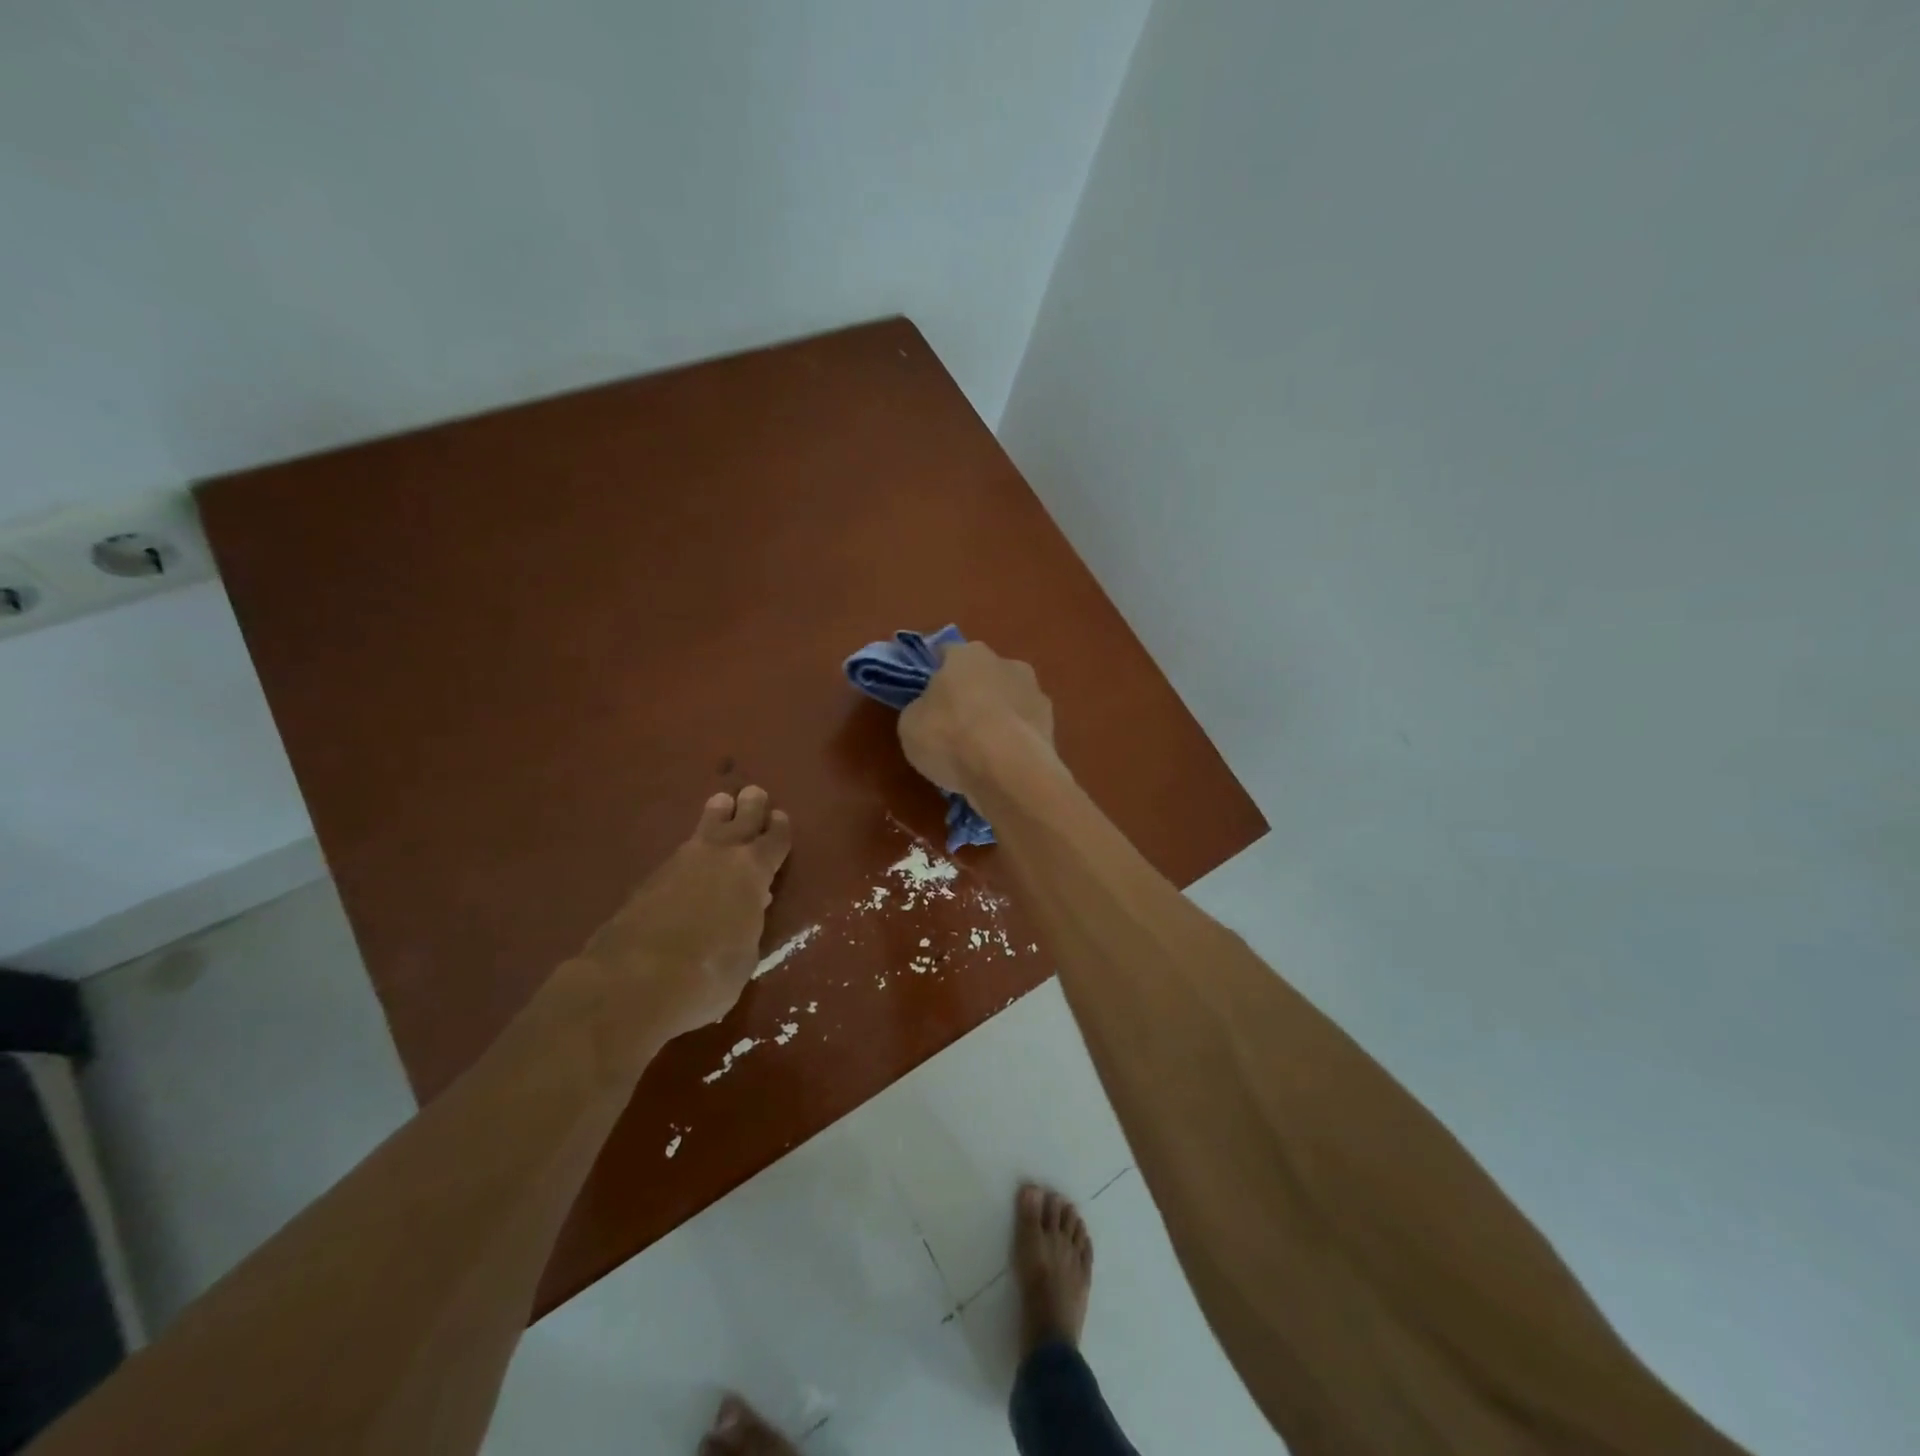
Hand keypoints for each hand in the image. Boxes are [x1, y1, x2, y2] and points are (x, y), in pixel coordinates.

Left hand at [580, 786, 791, 1039]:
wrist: (635, 980)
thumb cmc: (709, 973)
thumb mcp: (745, 954)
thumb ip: (749, 922)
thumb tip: (749, 905)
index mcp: (753, 871)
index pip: (774, 841)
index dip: (779, 829)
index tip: (780, 817)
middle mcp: (720, 856)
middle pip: (740, 820)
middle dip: (750, 807)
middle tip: (753, 793)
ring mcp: (680, 863)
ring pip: (704, 828)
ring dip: (716, 816)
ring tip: (720, 803)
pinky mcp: (649, 879)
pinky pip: (680, 854)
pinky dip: (691, 851)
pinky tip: (690, 858)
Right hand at [898, 641, 1056, 797]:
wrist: (1008, 771)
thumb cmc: (950, 737)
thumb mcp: (911, 724)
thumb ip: (920, 709)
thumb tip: (929, 709)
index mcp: (967, 654)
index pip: (946, 653)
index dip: (935, 672)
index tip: (928, 694)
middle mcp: (1006, 663)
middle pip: (983, 675)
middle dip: (972, 694)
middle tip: (956, 724)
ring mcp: (1035, 692)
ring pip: (1008, 700)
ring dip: (998, 717)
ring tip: (983, 751)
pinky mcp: (1052, 724)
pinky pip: (1024, 729)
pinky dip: (1015, 741)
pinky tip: (1004, 764)